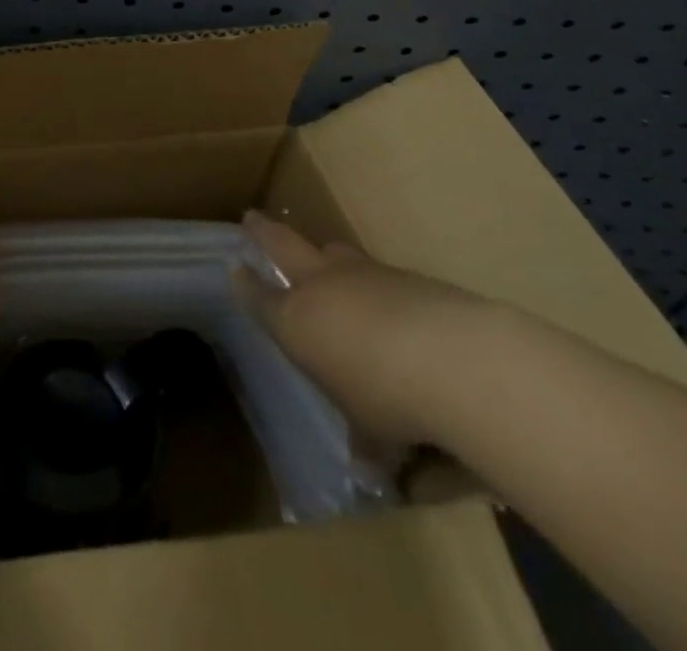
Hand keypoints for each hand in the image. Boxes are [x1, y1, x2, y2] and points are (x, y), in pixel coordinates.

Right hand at [237, 211, 492, 447]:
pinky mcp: (403, 274)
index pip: (260, 298)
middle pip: (282, 244)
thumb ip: (366, 443)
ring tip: (324, 257)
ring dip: (324, 253)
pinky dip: (375, 282)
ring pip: (333, 250)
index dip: (246, 284)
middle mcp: (321, 287)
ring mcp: (362, 274)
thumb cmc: (389, 399)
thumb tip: (370, 469)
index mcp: (296, 322)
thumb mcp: (373, 432)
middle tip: (251, 217)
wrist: (451, 358)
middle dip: (264, 231)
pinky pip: (377, 272)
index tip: (234, 266)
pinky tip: (390, 302)